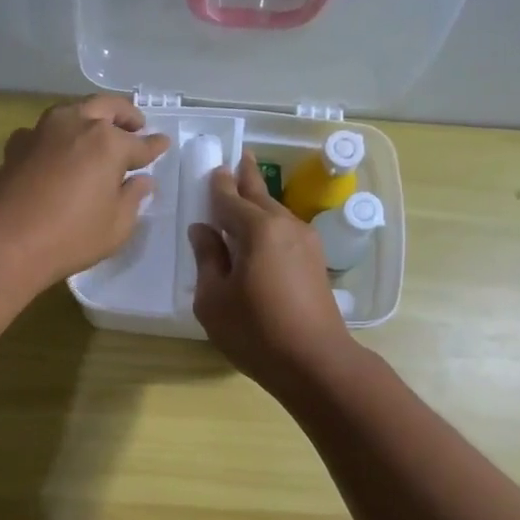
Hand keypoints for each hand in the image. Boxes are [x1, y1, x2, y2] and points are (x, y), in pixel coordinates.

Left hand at [0, 95, 169, 285]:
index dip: (154, 146)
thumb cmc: (71, 237)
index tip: (163, 144)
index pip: (140, 143)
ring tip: (99, 133)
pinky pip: (46, 130)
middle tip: (136, 125)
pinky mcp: (18, 144)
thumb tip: (141, 181)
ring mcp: (44, 130)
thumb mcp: (116, 226)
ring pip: (74, 111)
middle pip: (108, 107)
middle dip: (126, 115)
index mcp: (109, 143)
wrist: (5, 241)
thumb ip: (133, 198)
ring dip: (91, 117)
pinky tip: (60, 149)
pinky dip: (60, 135)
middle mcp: (77, 125)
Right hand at [188, 153, 355, 388]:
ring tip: (249, 190)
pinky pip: (287, 231)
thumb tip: (203, 230)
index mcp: (258, 230)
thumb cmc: (256, 332)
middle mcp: (286, 226)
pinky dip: (271, 223)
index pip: (230, 198)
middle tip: (241, 157)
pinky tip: (263, 233)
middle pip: (261, 196)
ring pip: (277, 213)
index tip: (213, 169)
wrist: (315, 362)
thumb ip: (207, 259)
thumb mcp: (214, 299)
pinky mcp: (316, 262)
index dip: (218, 185)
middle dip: (247, 178)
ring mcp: (306, 243)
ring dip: (261, 201)